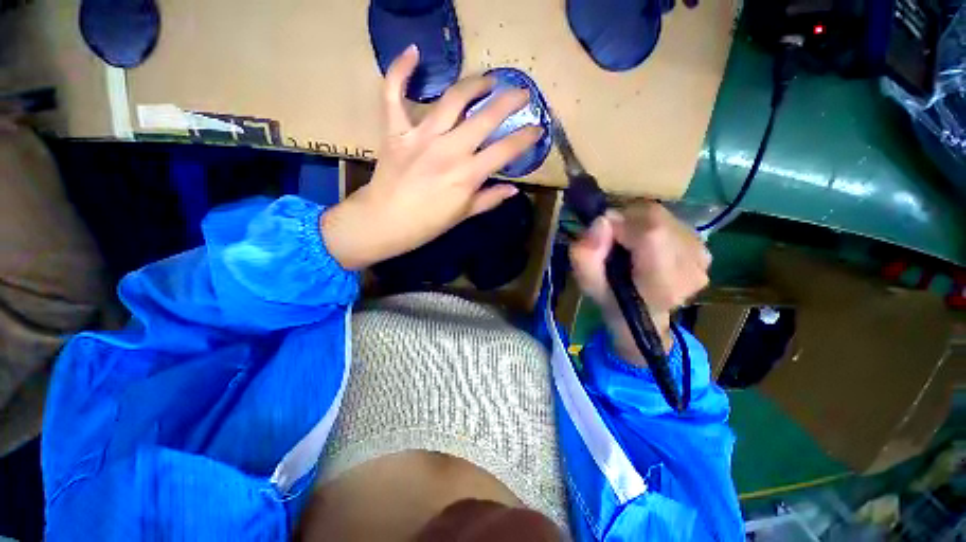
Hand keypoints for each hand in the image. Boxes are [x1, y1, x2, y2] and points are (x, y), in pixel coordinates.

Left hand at [321, 45, 542, 269]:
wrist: (385, 222)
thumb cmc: (427, 224)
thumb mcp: (463, 215)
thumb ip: (489, 199)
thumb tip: (514, 189)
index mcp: (468, 175)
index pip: (505, 150)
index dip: (525, 137)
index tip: (537, 128)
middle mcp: (449, 150)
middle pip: (486, 117)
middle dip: (510, 101)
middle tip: (522, 92)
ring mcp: (422, 136)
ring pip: (453, 99)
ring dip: (475, 84)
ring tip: (489, 80)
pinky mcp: (396, 131)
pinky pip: (394, 94)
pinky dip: (400, 71)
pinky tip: (413, 53)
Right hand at [570, 203, 710, 363]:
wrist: (643, 315)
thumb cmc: (612, 300)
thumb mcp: (587, 283)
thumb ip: (585, 255)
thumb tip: (601, 221)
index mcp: (662, 284)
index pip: (651, 234)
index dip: (621, 225)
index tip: (604, 236)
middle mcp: (691, 268)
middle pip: (656, 220)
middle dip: (627, 221)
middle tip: (612, 238)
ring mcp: (701, 258)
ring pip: (663, 217)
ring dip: (638, 223)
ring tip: (628, 243)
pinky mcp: (704, 249)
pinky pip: (671, 221)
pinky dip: (651, 225)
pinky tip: (645, 244)